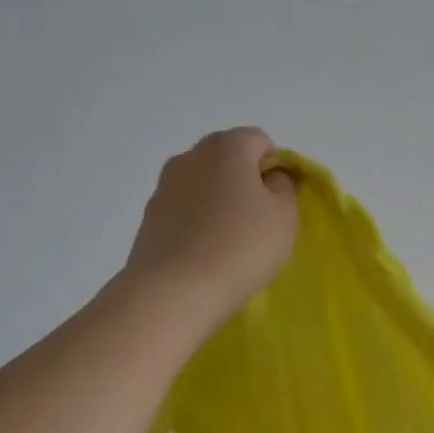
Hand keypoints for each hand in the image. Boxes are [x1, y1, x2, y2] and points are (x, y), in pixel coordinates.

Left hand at [122, 127, 298, 327]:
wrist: (174, 291)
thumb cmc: (240, 247)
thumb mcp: (284, 217)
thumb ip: (284, 188)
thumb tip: (270, 179)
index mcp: (226, 147)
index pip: (259, 141)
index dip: (276, 166)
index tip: (281, 201)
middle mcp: (190, 156)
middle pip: (227, 159)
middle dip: (246, 183)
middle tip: (260, 221)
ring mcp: (164, 186)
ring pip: (204, 185)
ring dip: (220, 203)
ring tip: (231, 242)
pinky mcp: (149, 217)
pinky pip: (185, 210)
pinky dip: (198, 223)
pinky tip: (206, 254)